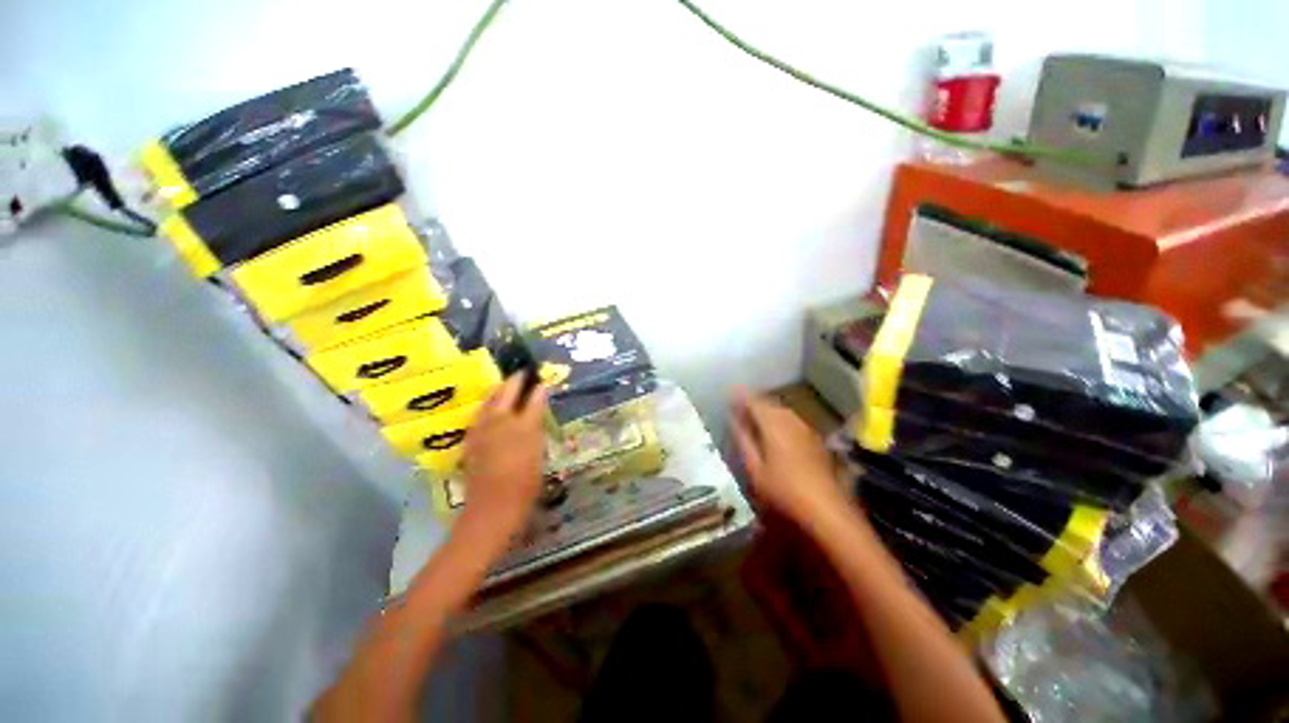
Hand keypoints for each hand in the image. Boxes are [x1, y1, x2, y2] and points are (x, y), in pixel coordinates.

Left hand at [460, 375, 546, 542]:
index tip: (542, 379)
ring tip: (507, 384)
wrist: (493, 507)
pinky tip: (492, 407)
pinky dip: (488, 405)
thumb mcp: (539, 455)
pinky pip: (480, 414)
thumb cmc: (525, 484)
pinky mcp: (471, 439)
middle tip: (523, 373)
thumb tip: (536, 412)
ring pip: (490, 400)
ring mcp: (483, 429)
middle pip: (507, 392)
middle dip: (516, 380)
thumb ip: (537, 429)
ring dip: (499, 390)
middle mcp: (501, 422)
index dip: (538, 388)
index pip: (533, 398)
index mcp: (523, 426)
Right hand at [730, 390, 846, 526]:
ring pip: (783, 411)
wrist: (827, 510)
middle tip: (740, 406)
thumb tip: (733, 418)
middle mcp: (791, 421)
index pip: (754, 401)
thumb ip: (743, 440)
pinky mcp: (816, 441)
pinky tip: (777, 432)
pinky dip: (781, 420)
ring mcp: (806, 430)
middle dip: (755, 402)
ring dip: (768, 410)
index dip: (741, 396)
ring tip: (755, 417)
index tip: (730, 393)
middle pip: (770, 404)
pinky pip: (793, 421)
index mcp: (773, 425)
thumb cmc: (783, 491)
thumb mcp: (755, 469)